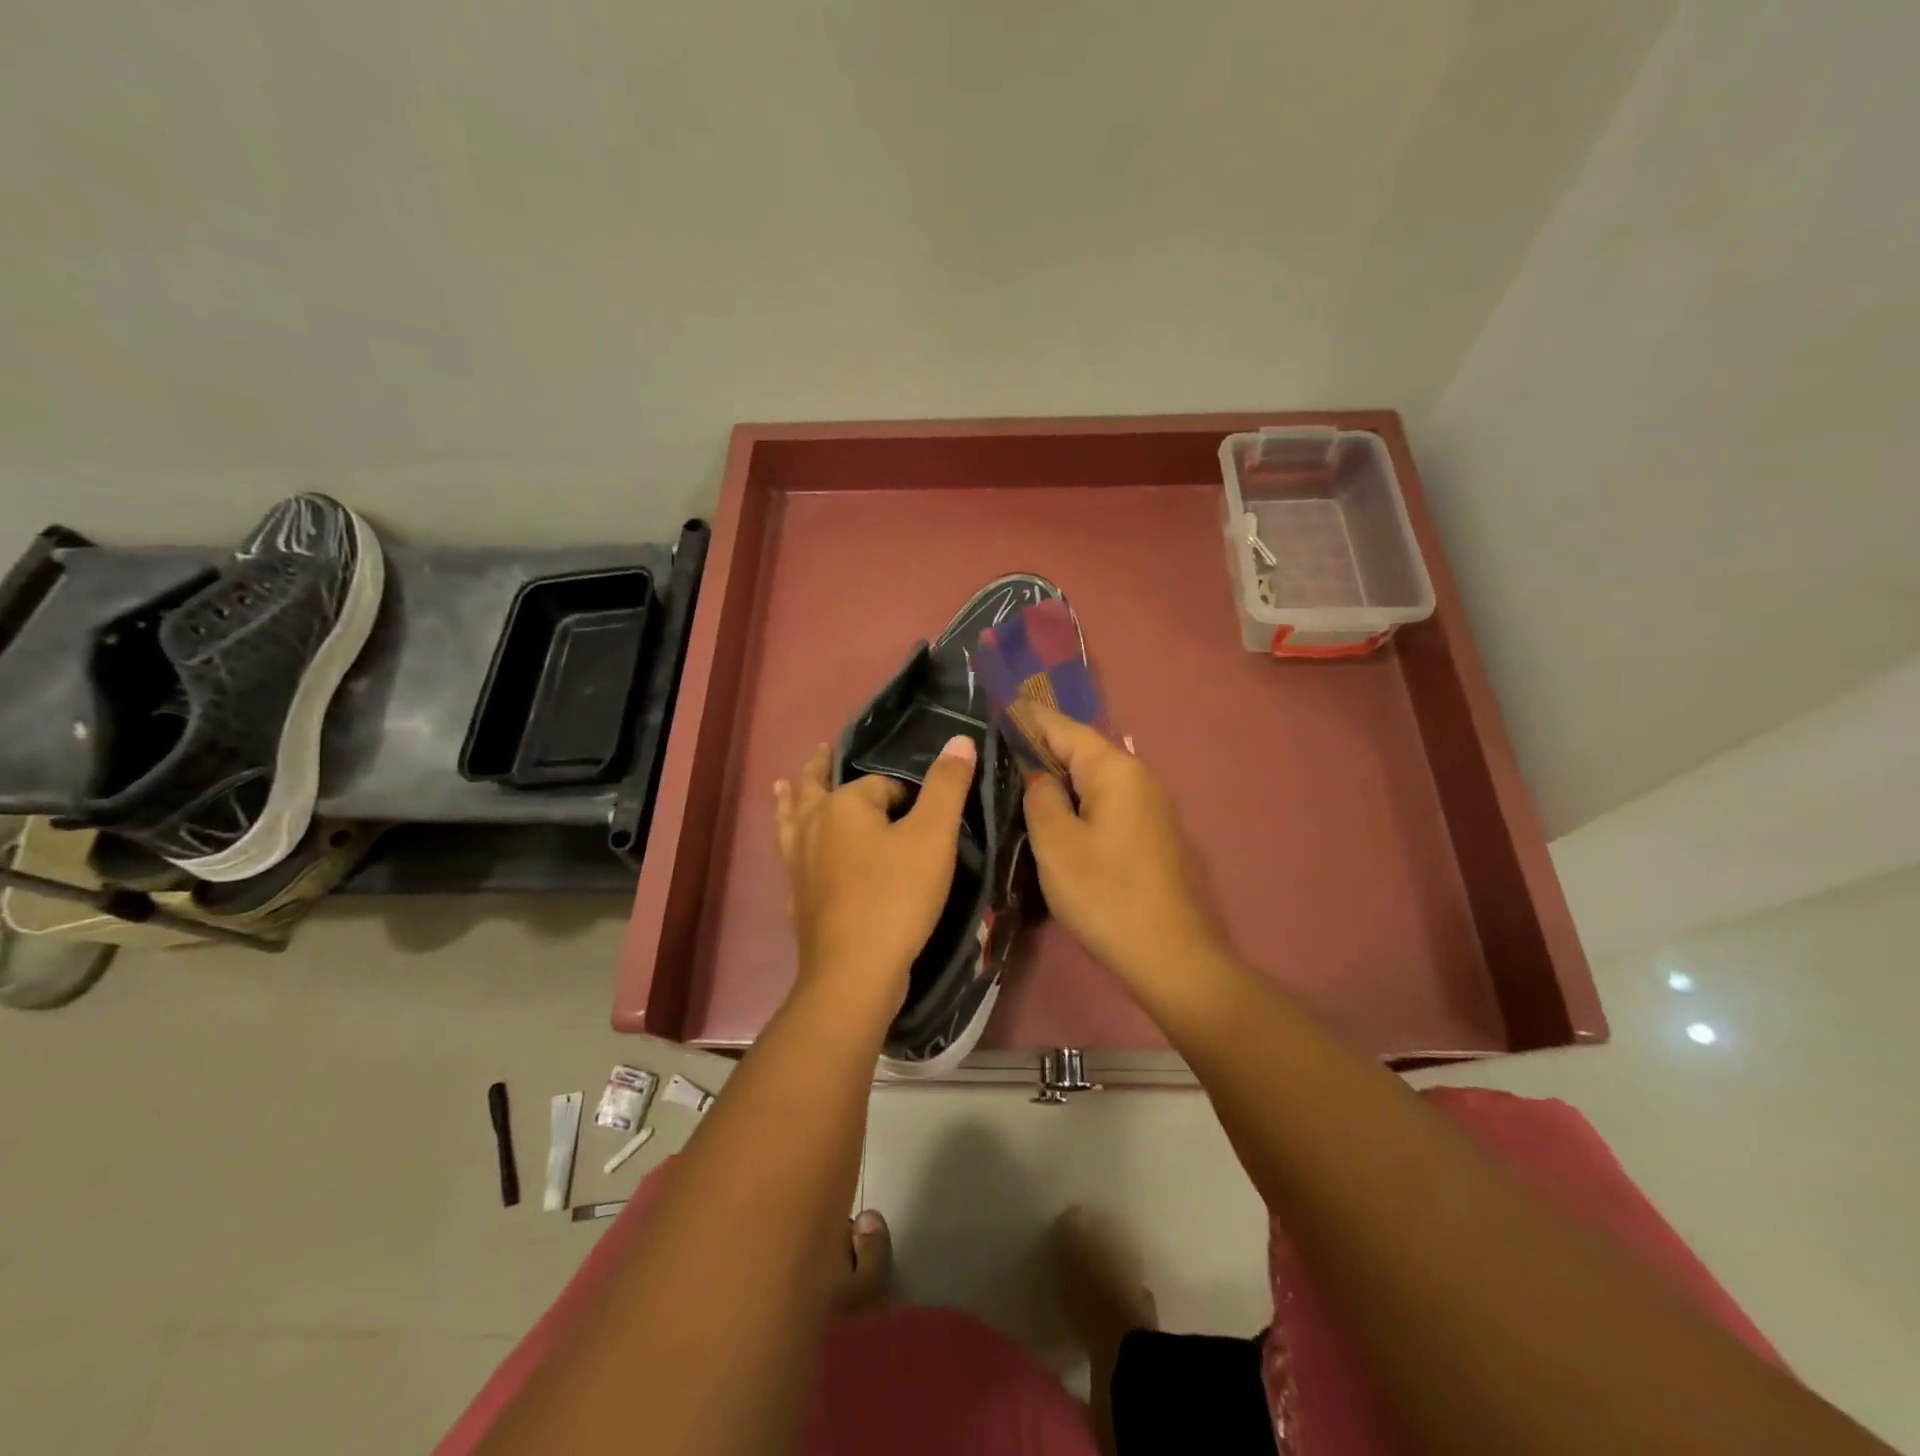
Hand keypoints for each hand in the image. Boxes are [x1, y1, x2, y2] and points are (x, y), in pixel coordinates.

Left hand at [774, 736, 977, 1018]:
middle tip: (822, 749)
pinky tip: (791, 856)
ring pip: (790, 820)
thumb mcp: (934, 836)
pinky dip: (789, 845)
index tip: (925, 817)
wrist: (855, 971)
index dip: (906, 795)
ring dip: (790, 799)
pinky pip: (788, 857)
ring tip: (782, 785)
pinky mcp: (796, 896)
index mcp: (843, 804)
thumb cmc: (897, 896)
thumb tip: (960, 739)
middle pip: (815, 786)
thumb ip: (946, 785)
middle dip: (820, 768)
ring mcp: (797, 862)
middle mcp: (812, 825)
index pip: (880, 784)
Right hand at [1021, 704, 1227, 988]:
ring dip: (1059, 778)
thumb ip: (1040, 797)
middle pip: (1081, 751)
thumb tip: (1037, 774)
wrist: (1172, 956)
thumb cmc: (1106, 894)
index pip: (1063, 727)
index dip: (1027, 718)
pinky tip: (1057, 816)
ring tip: (1018, 781)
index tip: (996, 711)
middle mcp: (1139, 777)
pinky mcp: (1152, 836)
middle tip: (997, 751)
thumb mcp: (1056, 843)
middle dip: (1041, 748)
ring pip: (1094, 780)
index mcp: (1115, 770)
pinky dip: (1078, 802)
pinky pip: (1107, 804)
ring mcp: (1150, 807)